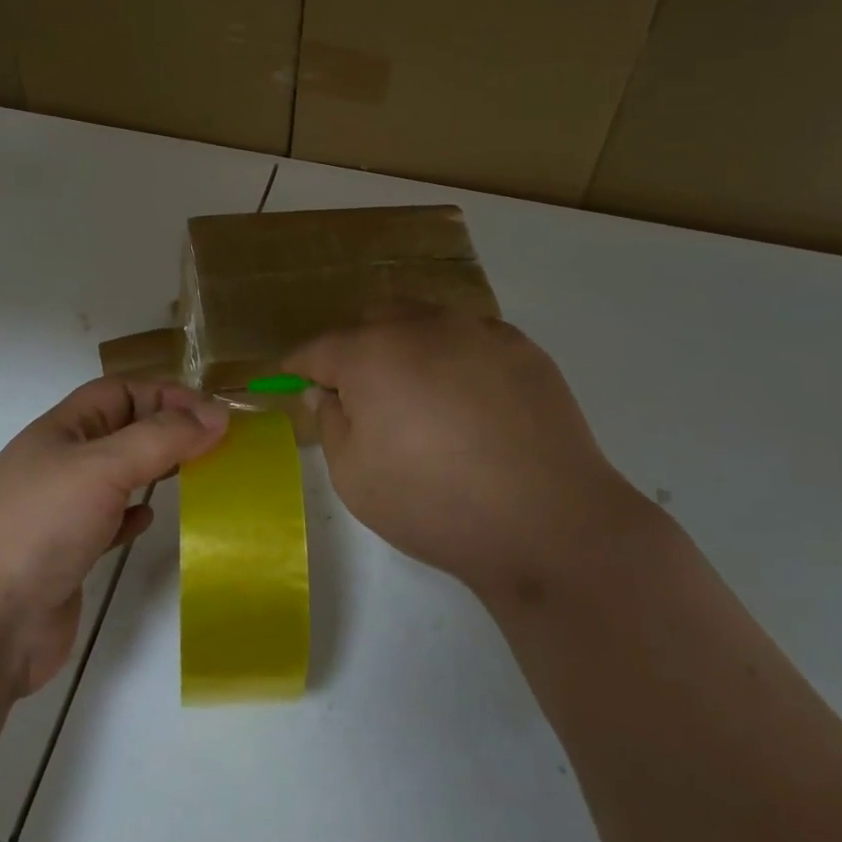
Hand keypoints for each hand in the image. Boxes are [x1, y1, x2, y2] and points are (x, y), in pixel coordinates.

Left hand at [0, 378, 228, 696]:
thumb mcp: (104, 467)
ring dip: (154, 470)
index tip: (214, 416)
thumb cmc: (40, 526)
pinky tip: (147, 520)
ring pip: (118, 475)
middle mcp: (60, 463)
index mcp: (62, 430)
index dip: (166, 395)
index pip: (121, 391)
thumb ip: (163, 437)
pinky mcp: (67, 555)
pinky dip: (132, 514)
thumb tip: (217, 415)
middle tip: (213, 444)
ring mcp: (61, 511)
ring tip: (195, 475)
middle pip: (121, 430)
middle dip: (166, 429)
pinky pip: (108, 521)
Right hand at [288, 310, 651, 608]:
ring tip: (422, 397)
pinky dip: (456, 358)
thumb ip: (331, 424)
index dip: (301, 367)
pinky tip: (473, 403)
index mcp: (371, 353)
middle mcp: (422, 325)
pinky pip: (471, 338)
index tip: (293, 381)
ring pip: (425, 320)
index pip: (320, 348)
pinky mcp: (521, 346)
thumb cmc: (435, 504)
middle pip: (373, 320)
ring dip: (409, 347)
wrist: (548, 521)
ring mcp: (477, 330)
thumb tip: (328, 393)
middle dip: (357, 350)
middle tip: (364, 397)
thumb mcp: (355, 478)